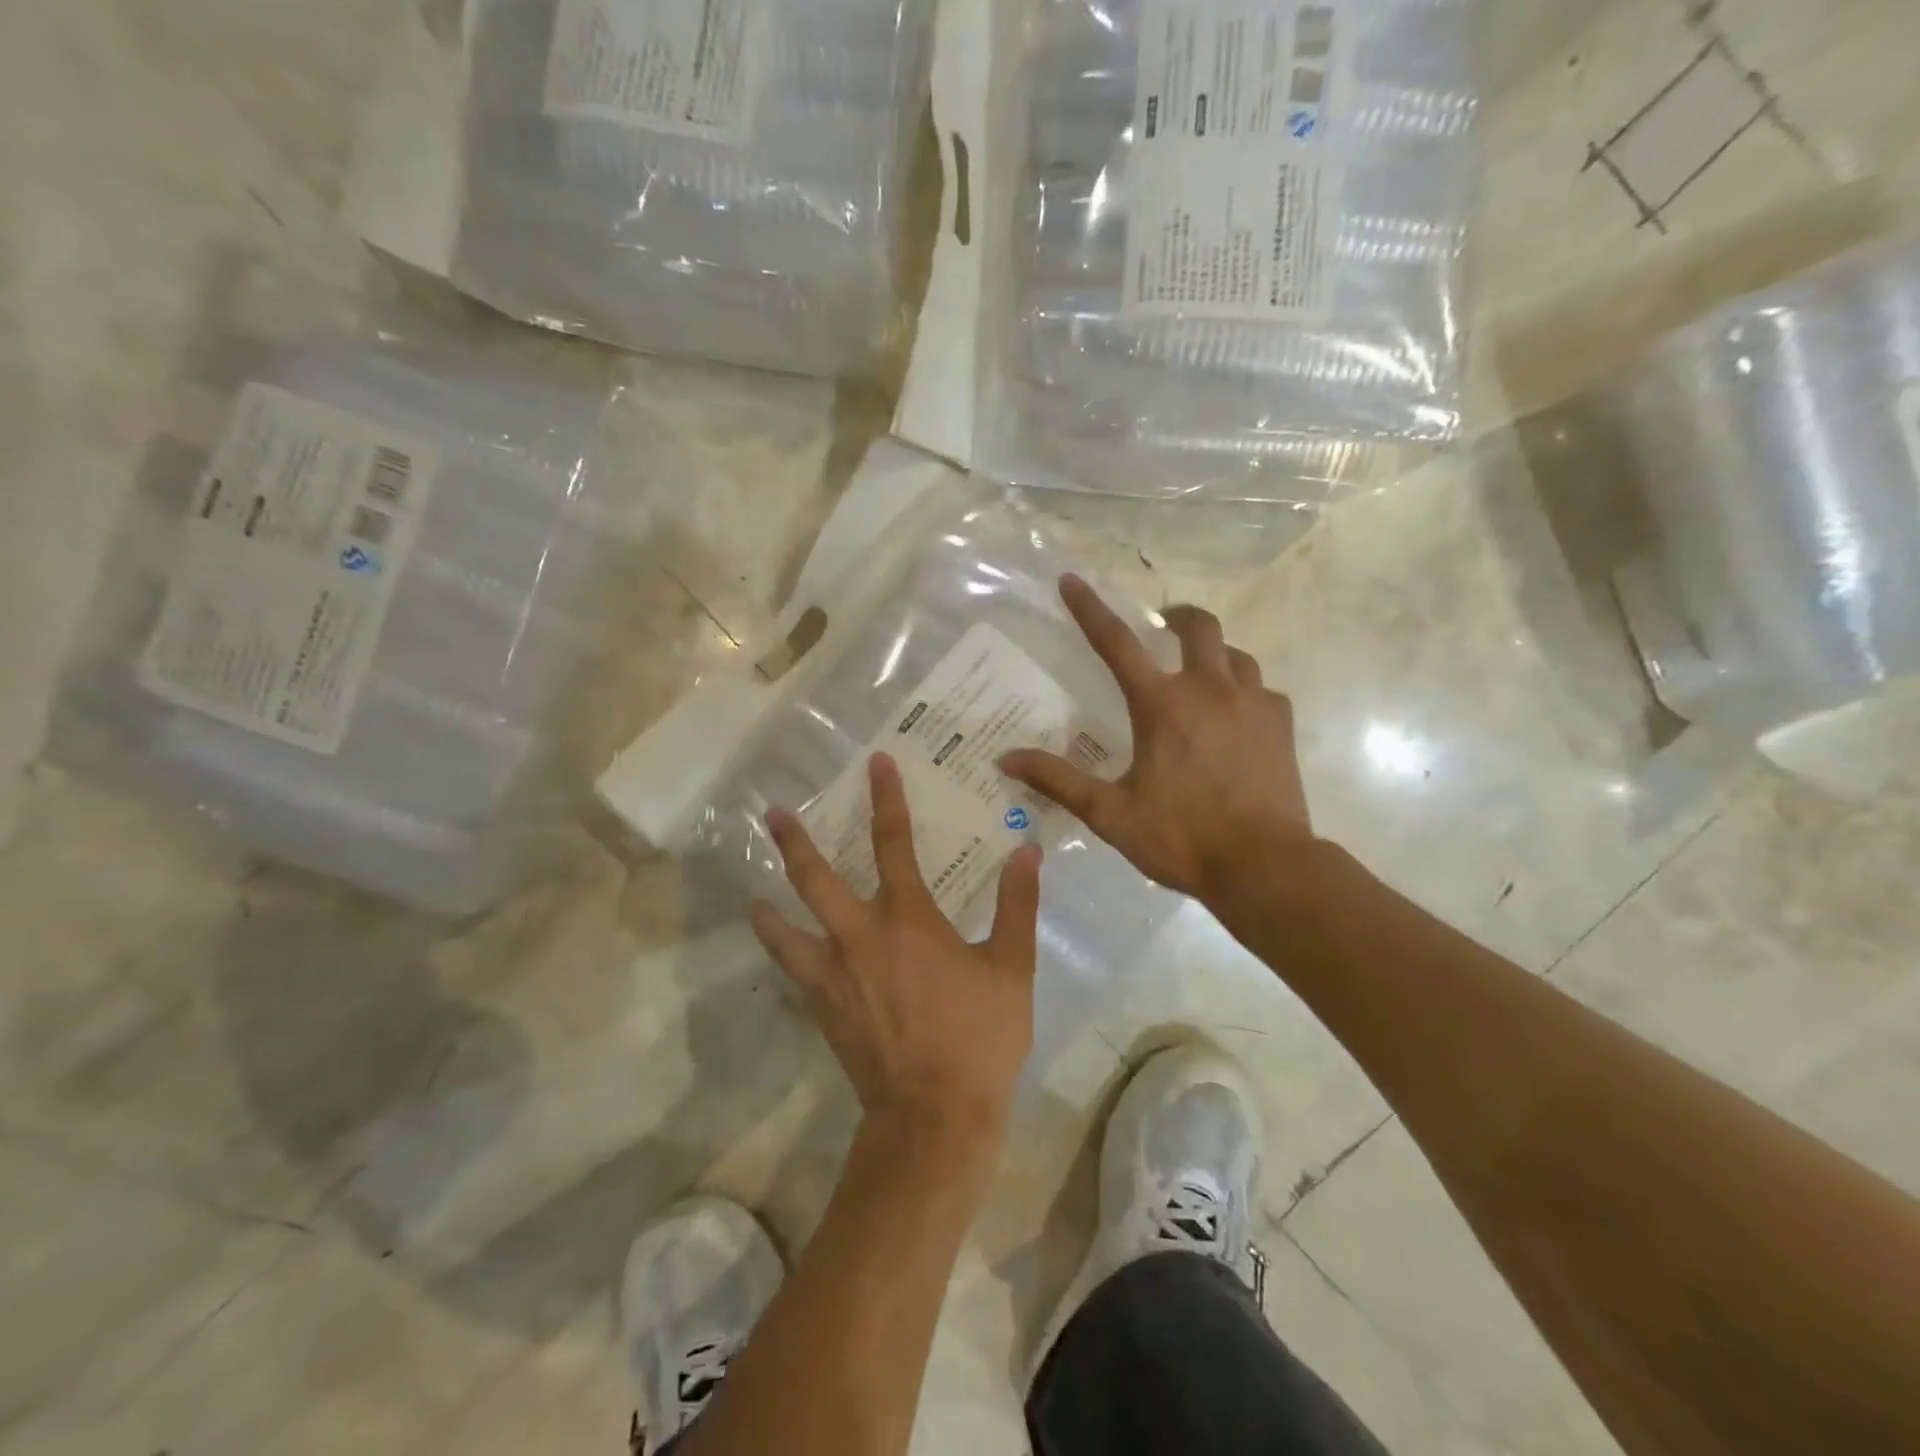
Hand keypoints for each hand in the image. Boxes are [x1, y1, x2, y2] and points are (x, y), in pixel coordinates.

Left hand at [750, 753, 1042, 1147]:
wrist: (934, 1115)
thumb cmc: (979, 1037)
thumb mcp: (1012, 967)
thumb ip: (1017, 905)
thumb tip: (1026, 852)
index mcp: (908, 918)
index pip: (893, 841)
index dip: (886, 798)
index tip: (876, 764)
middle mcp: (860, 935)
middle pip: (815, 877)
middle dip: (795, 840)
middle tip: (774, 812)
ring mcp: (832, 973)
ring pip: (786, 926)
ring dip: (770, 901)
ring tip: (755, 888)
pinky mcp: (821, 1007)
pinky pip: (792, 970)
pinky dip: (782, 951)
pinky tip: (781, 948)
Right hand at [1001, 574, 1311, 908]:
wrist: (1264, 866)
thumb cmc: (1181, 837)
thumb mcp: (1110, 813)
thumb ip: (1058, 780)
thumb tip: (1006, 759)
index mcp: (1161, 705)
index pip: (1116, 643)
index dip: (1089, 609)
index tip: (1072, 580)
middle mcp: (1208, 690)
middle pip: (1198, 626)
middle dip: (1177, 616)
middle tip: (1163, 627)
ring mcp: (1252, 703)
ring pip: (1235, 654)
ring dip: (1213, 654)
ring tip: (1199, 675)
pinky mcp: (1281, 725)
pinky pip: (1262, 689)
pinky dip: (1244, 691)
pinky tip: (1237, 716)